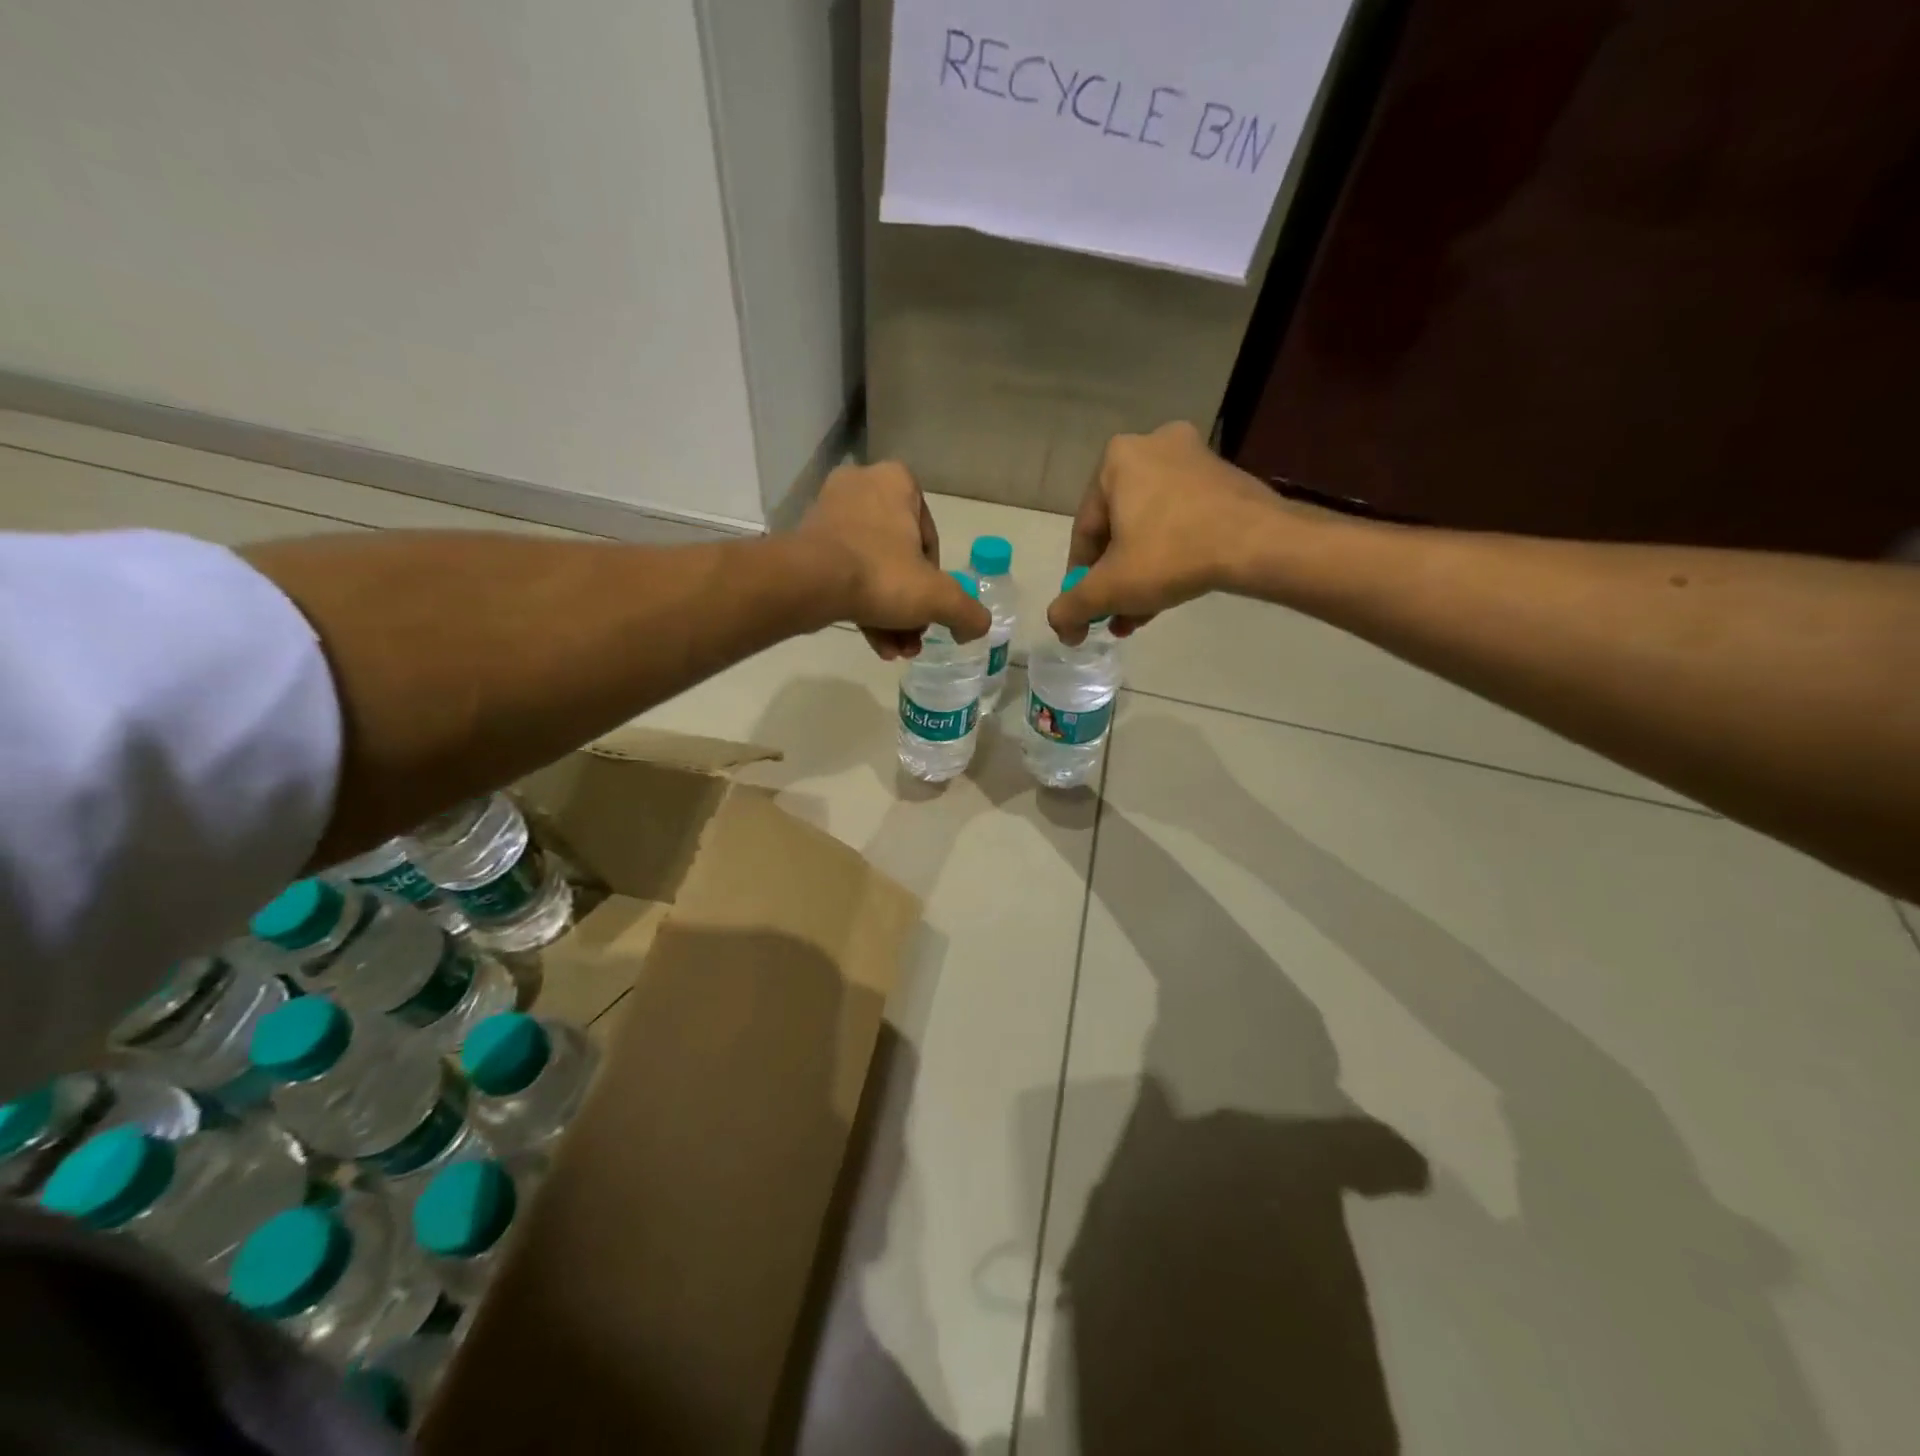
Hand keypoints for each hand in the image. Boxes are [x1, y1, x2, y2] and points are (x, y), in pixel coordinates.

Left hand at [797, 461, 989, 658]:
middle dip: (910, 605)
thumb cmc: (881, 575)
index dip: (935, 579)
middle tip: (914, 636)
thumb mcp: (938, 597)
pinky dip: (862, 608)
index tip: (930, 606)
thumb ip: (967, 611)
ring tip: (897, 650)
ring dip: (889, 615)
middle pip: (899, 558)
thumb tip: (978, 627)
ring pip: (872, 570)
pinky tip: (877, 645)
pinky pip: (845, 575)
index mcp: (897, 482)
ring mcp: (829, 514)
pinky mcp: (807, 542)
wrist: (808, 584)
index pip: (929, 538)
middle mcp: (862, 487)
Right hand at [1048, 422, 1287, 644]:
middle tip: (1115, 616)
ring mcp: (1194, 458)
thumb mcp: (1109, 588)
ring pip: (1151, 529)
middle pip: (1119, 530)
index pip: (1085, 531)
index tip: (1088, 608)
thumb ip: (1072, 607)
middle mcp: (1153, 446)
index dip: (1082, 577)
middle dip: (1115, 580)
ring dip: (1141, 575)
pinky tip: (1170, 594)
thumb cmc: (1171, 555)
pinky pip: (1182, 522)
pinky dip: (1171, 556)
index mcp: (1116, 460)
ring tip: (1140, 617)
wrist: (1259, 543)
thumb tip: (1060, 626)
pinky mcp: (1224, 478)